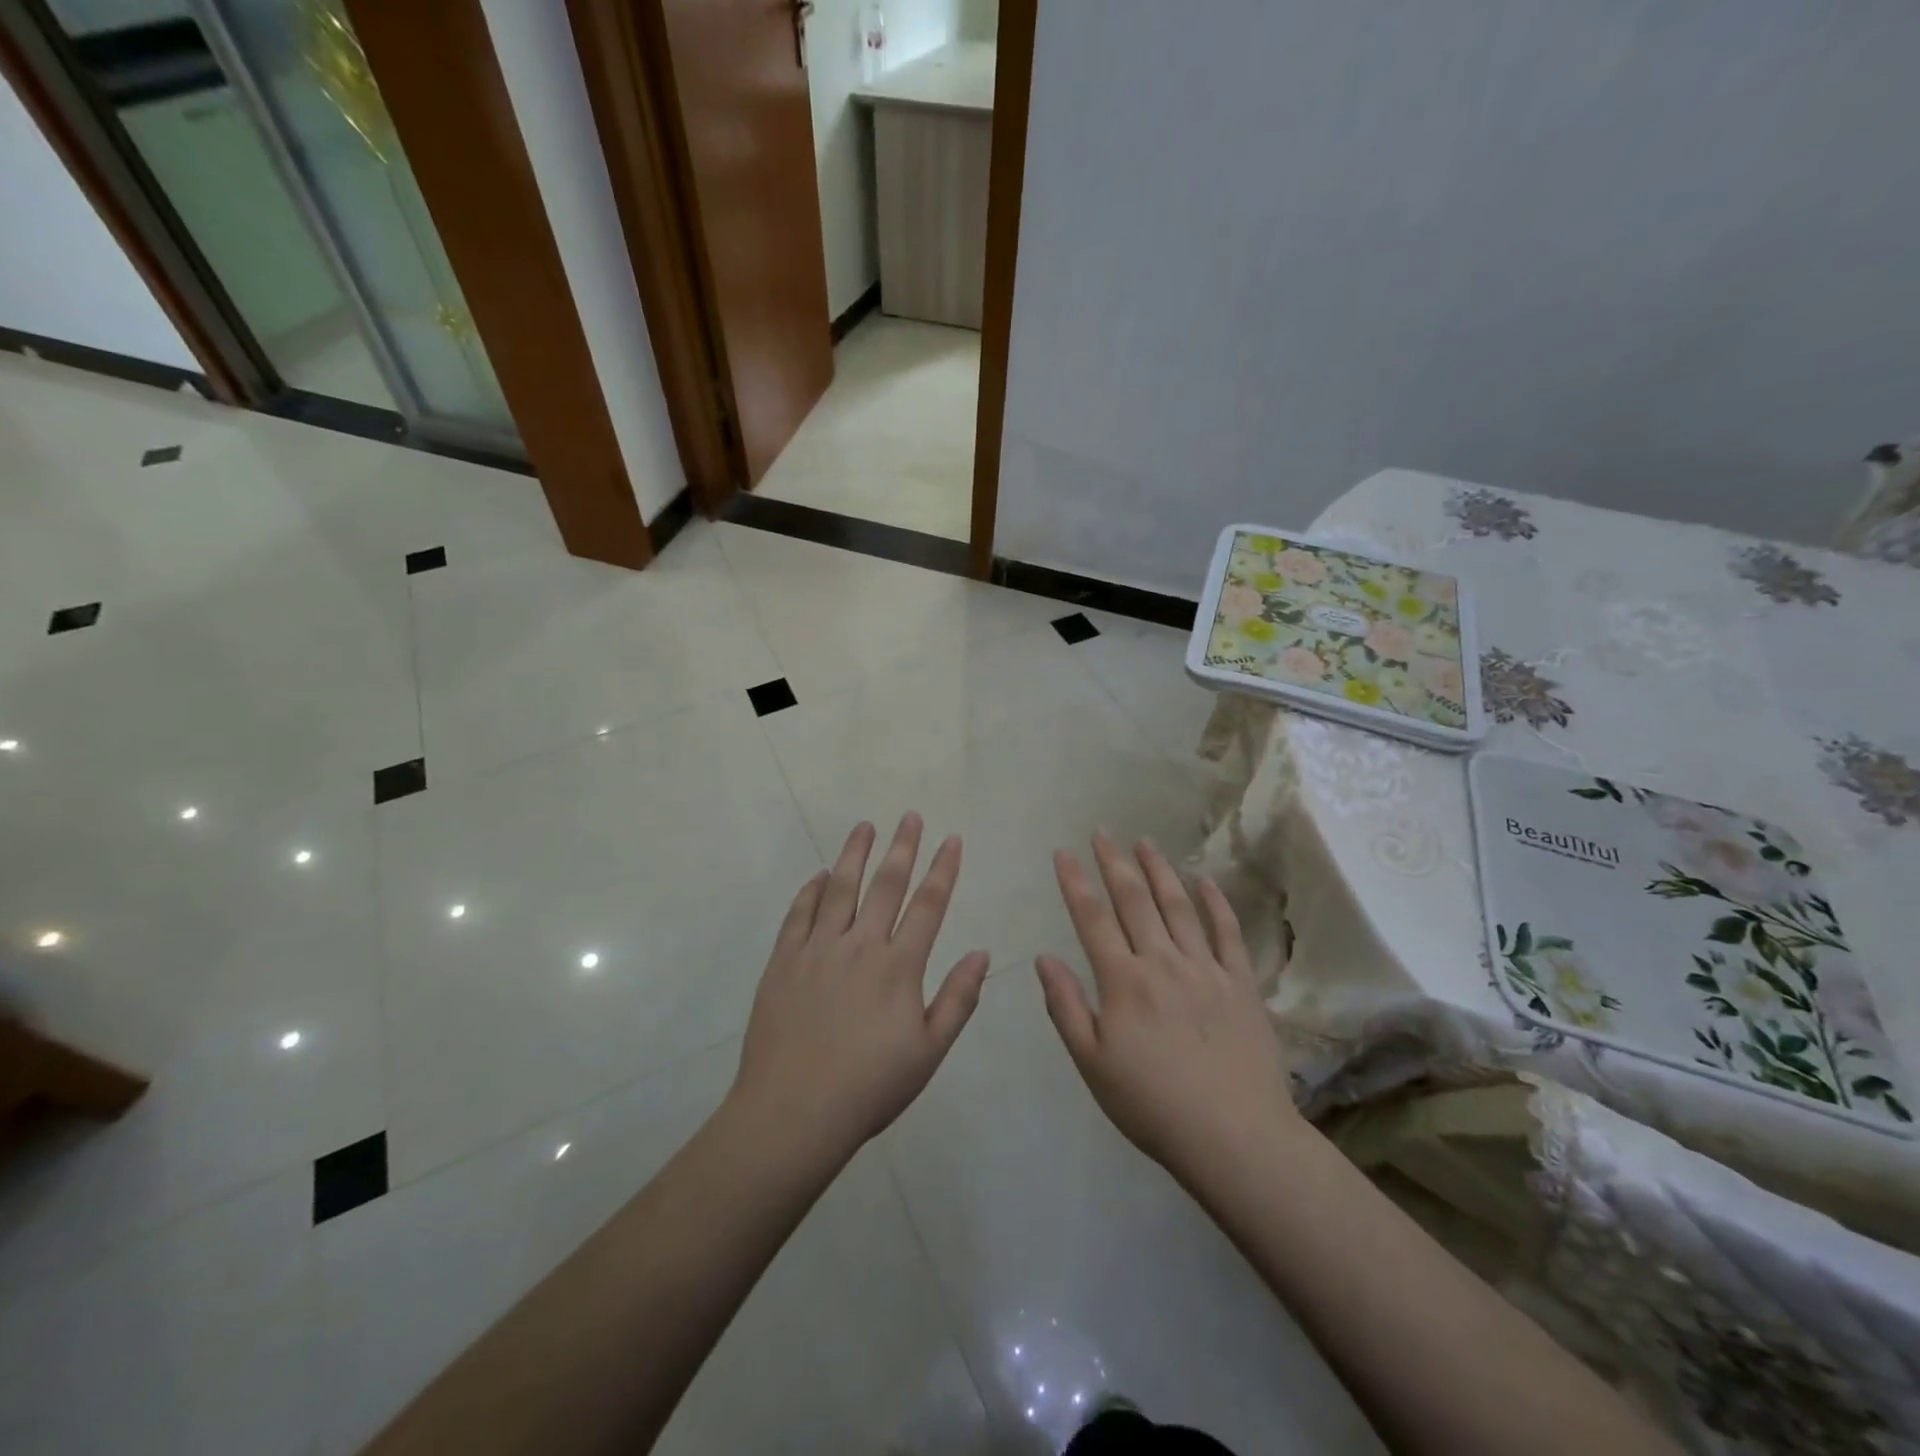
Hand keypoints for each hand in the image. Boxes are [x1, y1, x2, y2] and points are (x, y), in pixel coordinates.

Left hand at [730, 814, 989, 1163]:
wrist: (793, 1113)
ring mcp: (817, 950)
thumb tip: (982, 953)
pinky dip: (811, 891)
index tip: (951, 839)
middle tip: (910, 815)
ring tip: (865, 826)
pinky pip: (798, 915)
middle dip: (902, 847)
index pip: (928, 905)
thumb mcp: (929, 1051)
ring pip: (840, 888)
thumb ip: (958, 998)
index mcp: (898, 966)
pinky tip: (819, 876)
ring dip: (854, 854)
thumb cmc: (870, 1086)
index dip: (942, 869)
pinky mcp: (783, 962)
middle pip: (885, 885)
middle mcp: (860, 945)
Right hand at [1036, 833, 1301, 1188]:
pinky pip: (1227, 933)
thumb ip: (1066, 1007)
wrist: (1235, 1137)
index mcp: (1123, 981)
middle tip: (1102, 832)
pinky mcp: (1241, 983)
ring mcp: (1205, 969)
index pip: (1093, 919)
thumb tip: (1044, 958)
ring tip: (1145, 841)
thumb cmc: (1152, 1105)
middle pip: (1135, 901)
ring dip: (1159, 870)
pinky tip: (1205, 880)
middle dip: (1114, 863)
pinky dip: (1215, 903)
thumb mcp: (1092, 1064)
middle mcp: (1162, 962)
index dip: (1075, 883)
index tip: (1064, 853)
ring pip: (1178, 906)